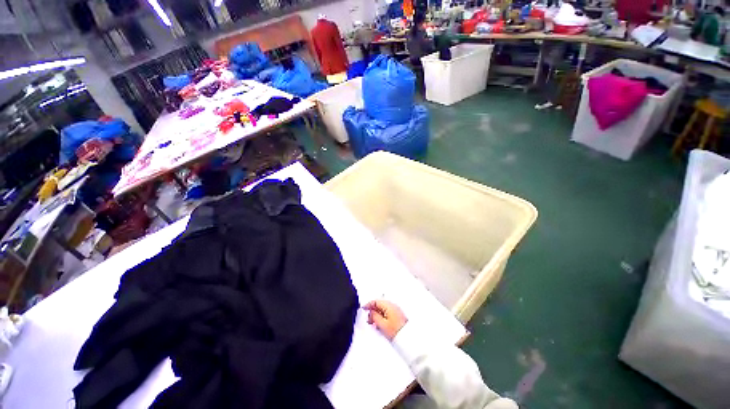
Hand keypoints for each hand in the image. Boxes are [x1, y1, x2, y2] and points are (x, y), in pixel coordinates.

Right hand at [363, 300, 407, 340]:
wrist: (408, 338)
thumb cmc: (396, 331)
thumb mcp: (382, 324)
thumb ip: (374, 316)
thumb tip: (370, 312)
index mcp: (388, 305)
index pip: (376, 301)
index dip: (368, 305)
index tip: (363, 308)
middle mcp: (392, 306)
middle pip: (379, 305)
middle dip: (373, 311)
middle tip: (369, 319)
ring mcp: (395, 310)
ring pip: (383, 309)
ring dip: (377, 315)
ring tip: (374, 324)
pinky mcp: (397, 316)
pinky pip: (387, 313)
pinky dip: (382, 317)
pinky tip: (380, 325)